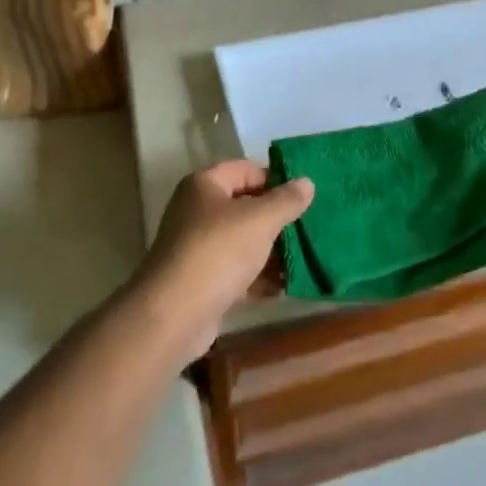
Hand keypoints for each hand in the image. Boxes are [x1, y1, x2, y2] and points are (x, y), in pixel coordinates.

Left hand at [132, 160, 314, 360]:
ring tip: (307, 257)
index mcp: (205, 185)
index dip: (277, 178)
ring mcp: (199, 248)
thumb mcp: (260, 220)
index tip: (307, 194)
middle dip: (278, 218)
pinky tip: (287, 286)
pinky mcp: (203, 282)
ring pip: (244, 242)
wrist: (173, 315)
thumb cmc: (218, 252)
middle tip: (312, 226)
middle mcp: (198, 212)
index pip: (246, 170)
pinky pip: (239, 272)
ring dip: (273, 251)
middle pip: (246, 207)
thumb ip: (286, 200)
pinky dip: (260, 278)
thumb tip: (307, 182)